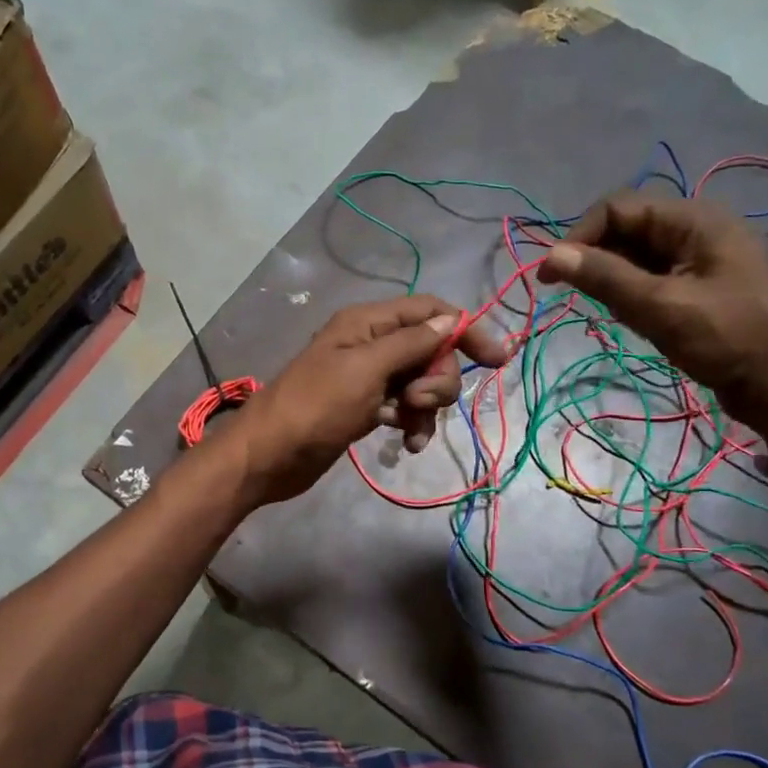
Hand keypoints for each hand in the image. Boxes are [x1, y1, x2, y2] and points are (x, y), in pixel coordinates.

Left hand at [220, 295, 505, 505]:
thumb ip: (410, 343)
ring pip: (421, 382)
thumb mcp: (366, 369)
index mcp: (368, 323)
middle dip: (438, 378)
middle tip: (418, 402)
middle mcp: (371, 344)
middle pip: (431, 350)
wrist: (270, 456)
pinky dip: (412, 423)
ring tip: (410, 430)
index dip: (465, 329)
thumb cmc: (315, 407)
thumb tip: (452, 320)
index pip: (430, 311)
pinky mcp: (366, 408)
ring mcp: (369, 378)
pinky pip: (405, 408)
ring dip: (427, 407)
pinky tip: (407, 443)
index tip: (497, 359)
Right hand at [536, 195, 767, 450]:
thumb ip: (605, 278)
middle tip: (582, 300)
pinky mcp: (702, 288)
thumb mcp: (661, 308)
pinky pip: (654, 280)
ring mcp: (702, 260)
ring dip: (615, 282)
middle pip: (626, 230)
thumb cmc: (730, 339)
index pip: (617, 208)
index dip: (578, 237)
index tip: (551, 278)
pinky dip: (634, 297)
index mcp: (694, 220)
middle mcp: (697, 230)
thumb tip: (550, 255)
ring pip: (637, 258)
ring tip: (620, 316)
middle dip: (597, 261)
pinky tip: (638, 322)